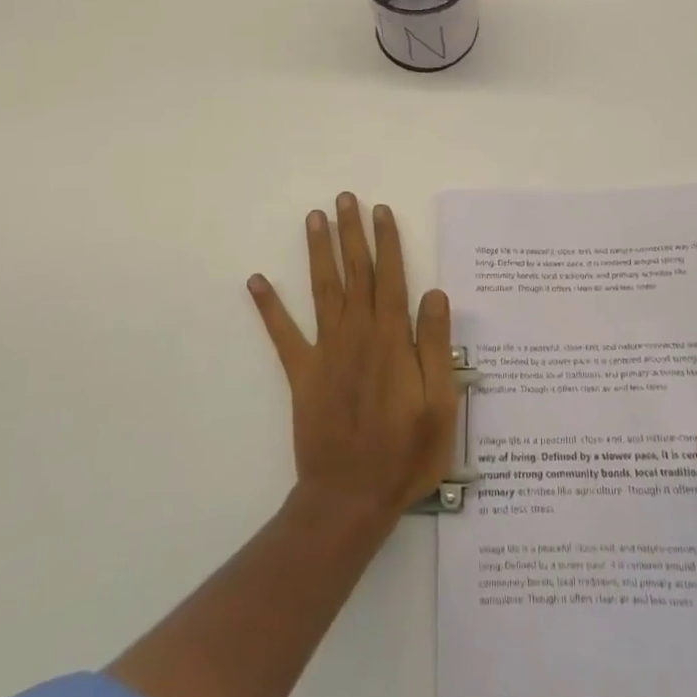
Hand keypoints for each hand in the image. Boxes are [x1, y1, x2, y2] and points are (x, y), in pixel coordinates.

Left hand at [249, 194, 457, 518]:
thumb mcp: (440, 404)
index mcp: (392, 339)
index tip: (380, 210)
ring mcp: (325, 352)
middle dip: (351, 233)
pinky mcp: (302, 374)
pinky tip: (256, 280)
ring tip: (314, 218)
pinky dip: (269, 306)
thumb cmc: (405, 453)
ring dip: (318, 252)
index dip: (386, 242)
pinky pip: (282, 334)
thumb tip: (436, 293)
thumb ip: (436, 346)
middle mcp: (356, 334)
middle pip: (355, 272)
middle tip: (344, 198)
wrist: (350, 498)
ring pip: (322, 290)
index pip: (390, 277)